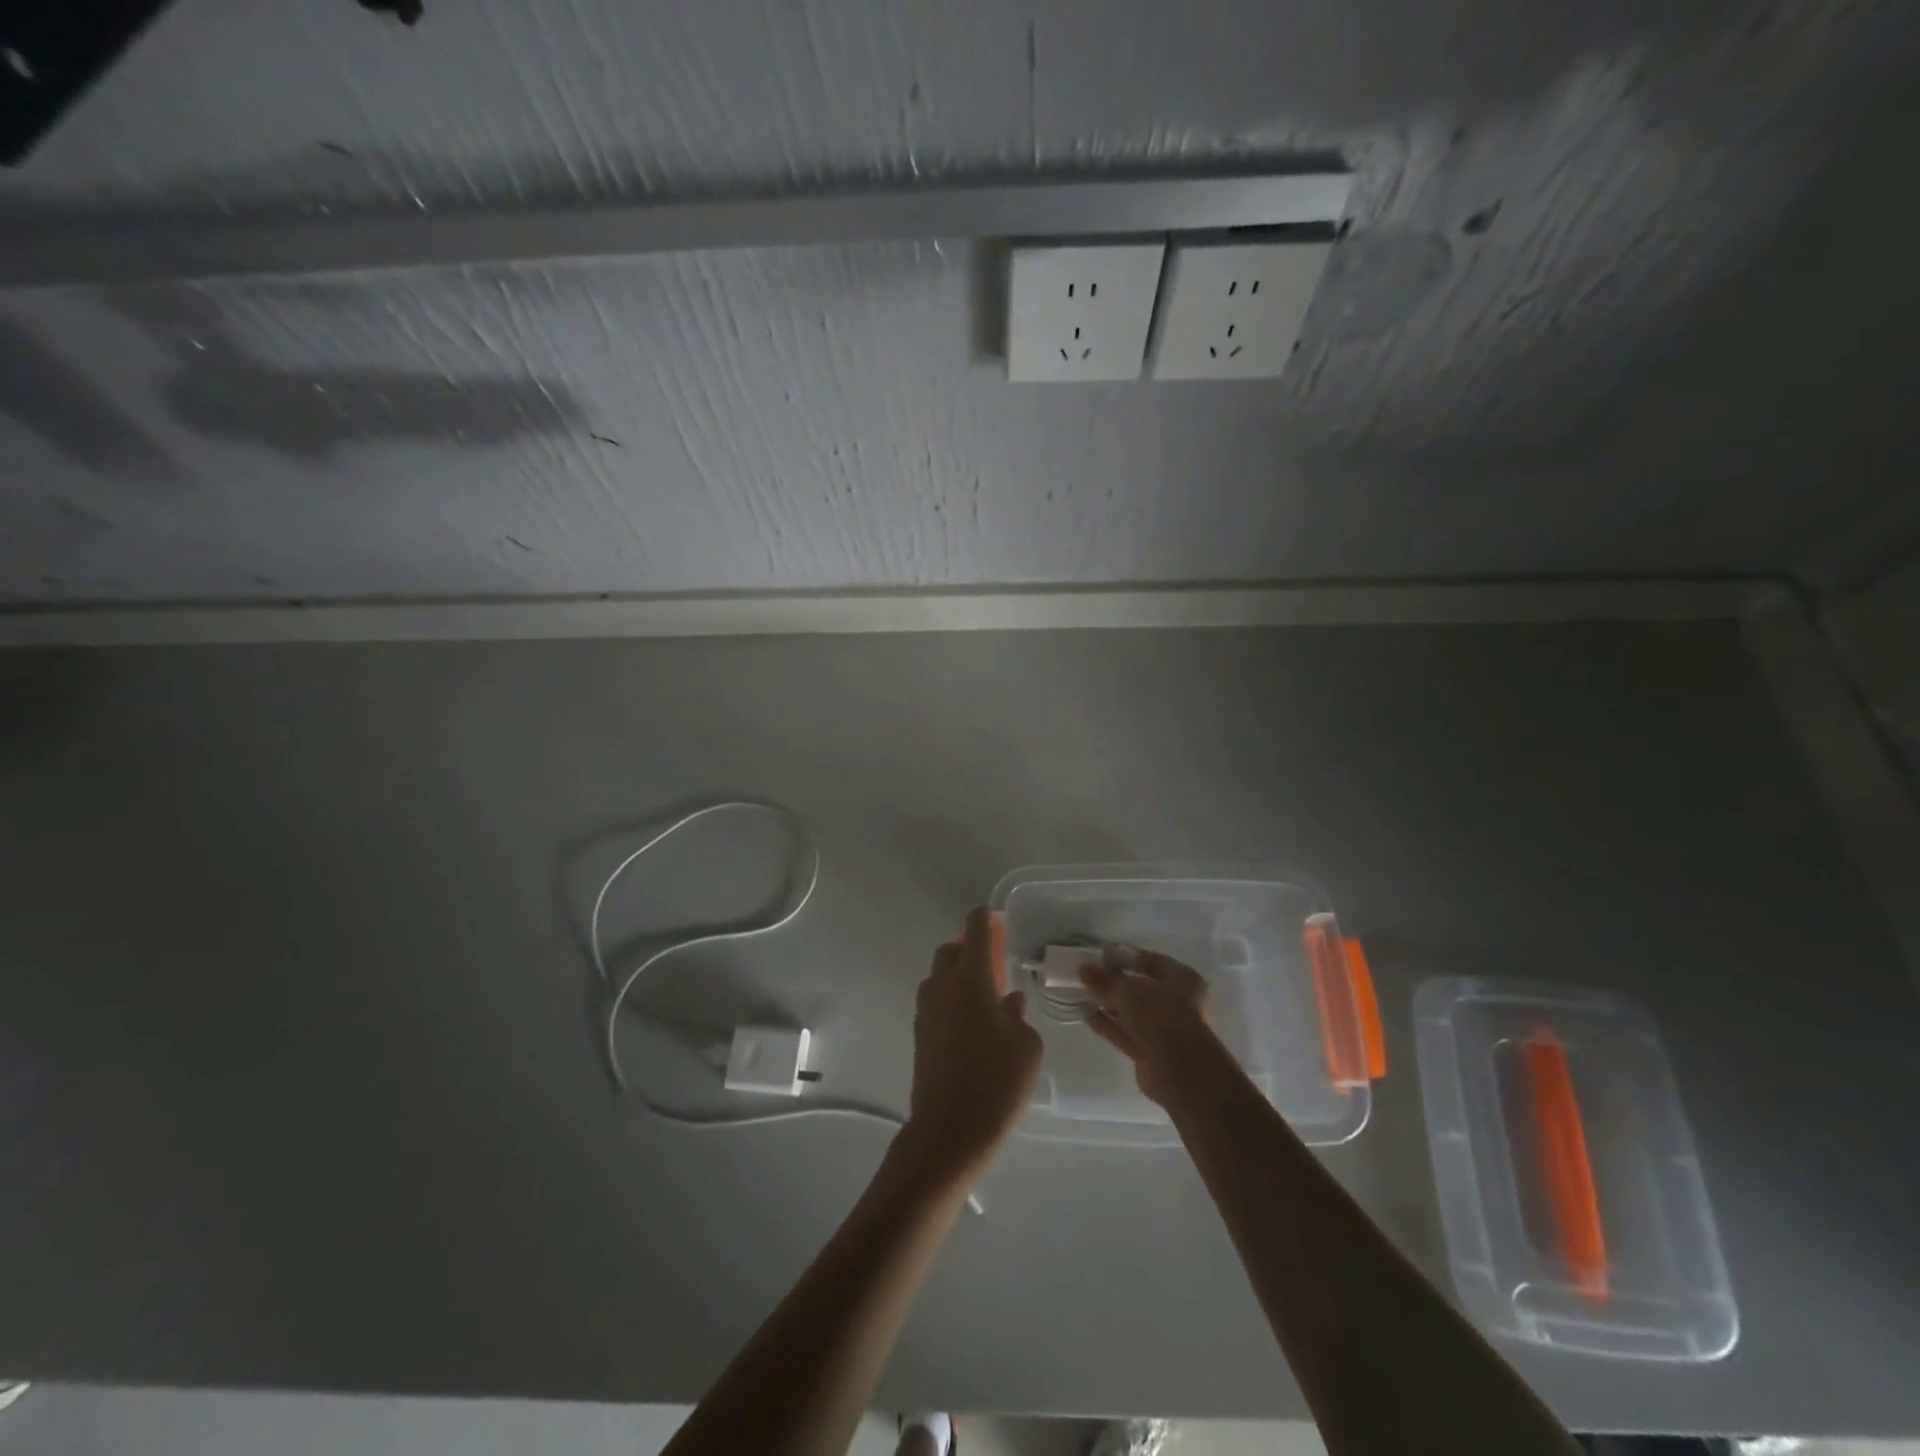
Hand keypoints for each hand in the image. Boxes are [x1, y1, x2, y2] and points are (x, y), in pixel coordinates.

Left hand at [906, 907, 1043, 1181]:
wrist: (950, 1131)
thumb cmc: (997, 1082)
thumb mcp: (1026, 1046)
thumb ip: (1018, 1016)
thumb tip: (1008, 1003)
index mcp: (971, 979)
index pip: (974, 931)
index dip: (984, 919)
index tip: (995, 918)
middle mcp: (943, 987)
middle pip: (950, 951)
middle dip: (968, 948)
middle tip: (993, 962)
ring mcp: (926, 1011)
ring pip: (938, 977)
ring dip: (957, 976)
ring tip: (985, 997)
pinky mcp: (919, 1036)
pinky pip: (935, 1003)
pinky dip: (950, 1000)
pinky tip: (972, 1025)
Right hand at [1079, 947, 1219, 1107]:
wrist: (1180, 1072)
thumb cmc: (1161, 1017)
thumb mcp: (1130, 992)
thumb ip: (1105, 980)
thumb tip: (1082, 968)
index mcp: (1182, 979)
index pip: (1151, 961)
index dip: (1126, 956)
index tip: (1101, 954)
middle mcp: (1177, 1002)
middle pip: (1141, 987)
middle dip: (1114, 982)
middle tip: (1087, 974)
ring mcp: (1164, 1029)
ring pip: (1132, 1012)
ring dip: (1109, 1004)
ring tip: (1081, 993)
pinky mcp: (1150, 1052)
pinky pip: (1126, 1033)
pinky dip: (1108, 1025)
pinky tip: (1087, 1016)